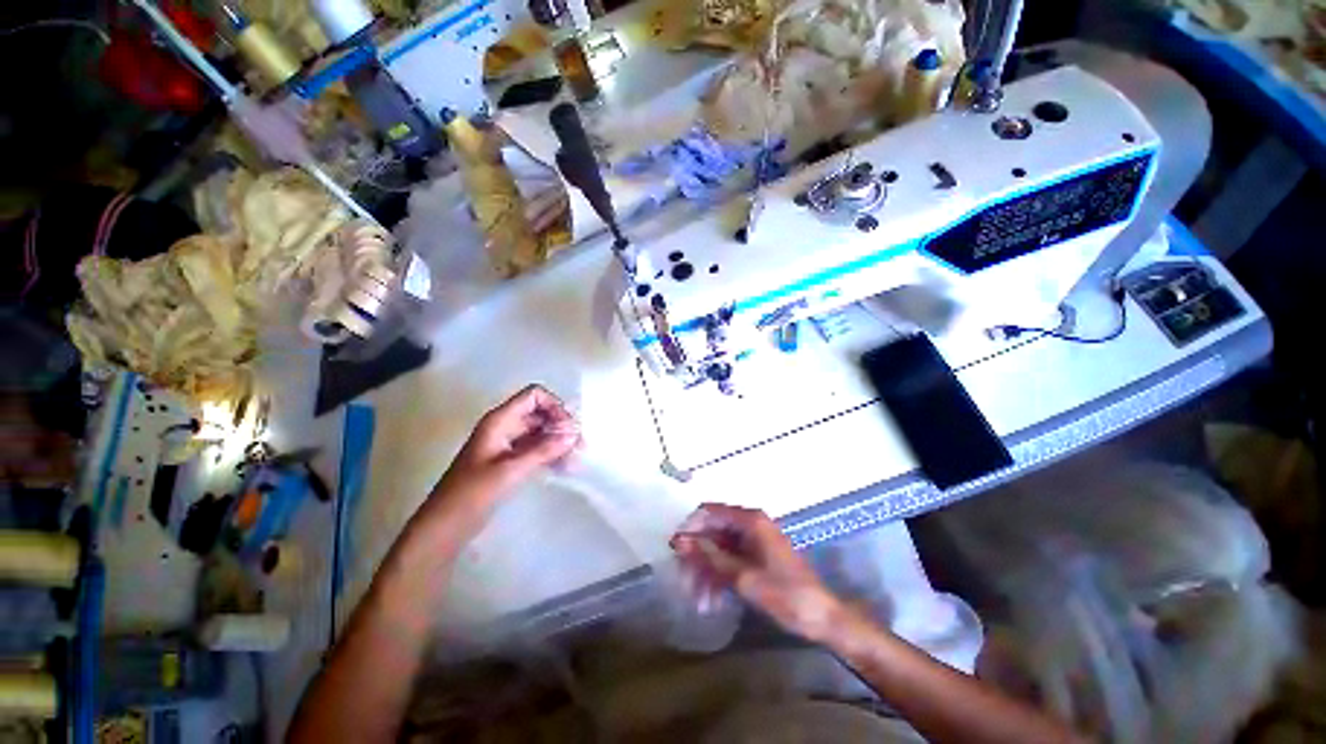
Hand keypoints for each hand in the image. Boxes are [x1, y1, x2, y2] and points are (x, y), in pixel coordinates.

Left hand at [433, 385, 580, 507]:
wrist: (446, 526)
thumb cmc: (473, 493)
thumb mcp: (511, 470)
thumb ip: (544, 449)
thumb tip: (573, 434)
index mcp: (500, 420)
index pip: (534, 396)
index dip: (554, 406)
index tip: (568, 428)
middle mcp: (505, 426)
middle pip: (540, 413)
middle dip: (561, 426)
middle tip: (579, 446)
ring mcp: (508, 444)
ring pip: (540, 432)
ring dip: (559, 441)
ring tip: (576, 459)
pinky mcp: (510, 461)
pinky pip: (536, 449)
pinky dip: (551, 454)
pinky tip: (564, 467)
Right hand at [670, 504, 842, 642]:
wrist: (823, 619)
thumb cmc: (786, 595)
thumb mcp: (743, 577)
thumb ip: (709, 557)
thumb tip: (679, 541)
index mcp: (750, 520)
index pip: (709, 512)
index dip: (690, 528)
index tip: (676, 552)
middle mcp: (750, 524)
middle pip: (712, 532)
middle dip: (697, 557)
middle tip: (685, 584)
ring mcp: (753, 541)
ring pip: (719, 549)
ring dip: (706, 572)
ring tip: (699, 602)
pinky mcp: (756, 557)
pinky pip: (730, 560)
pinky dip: (719, 577)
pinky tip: (712, 601)